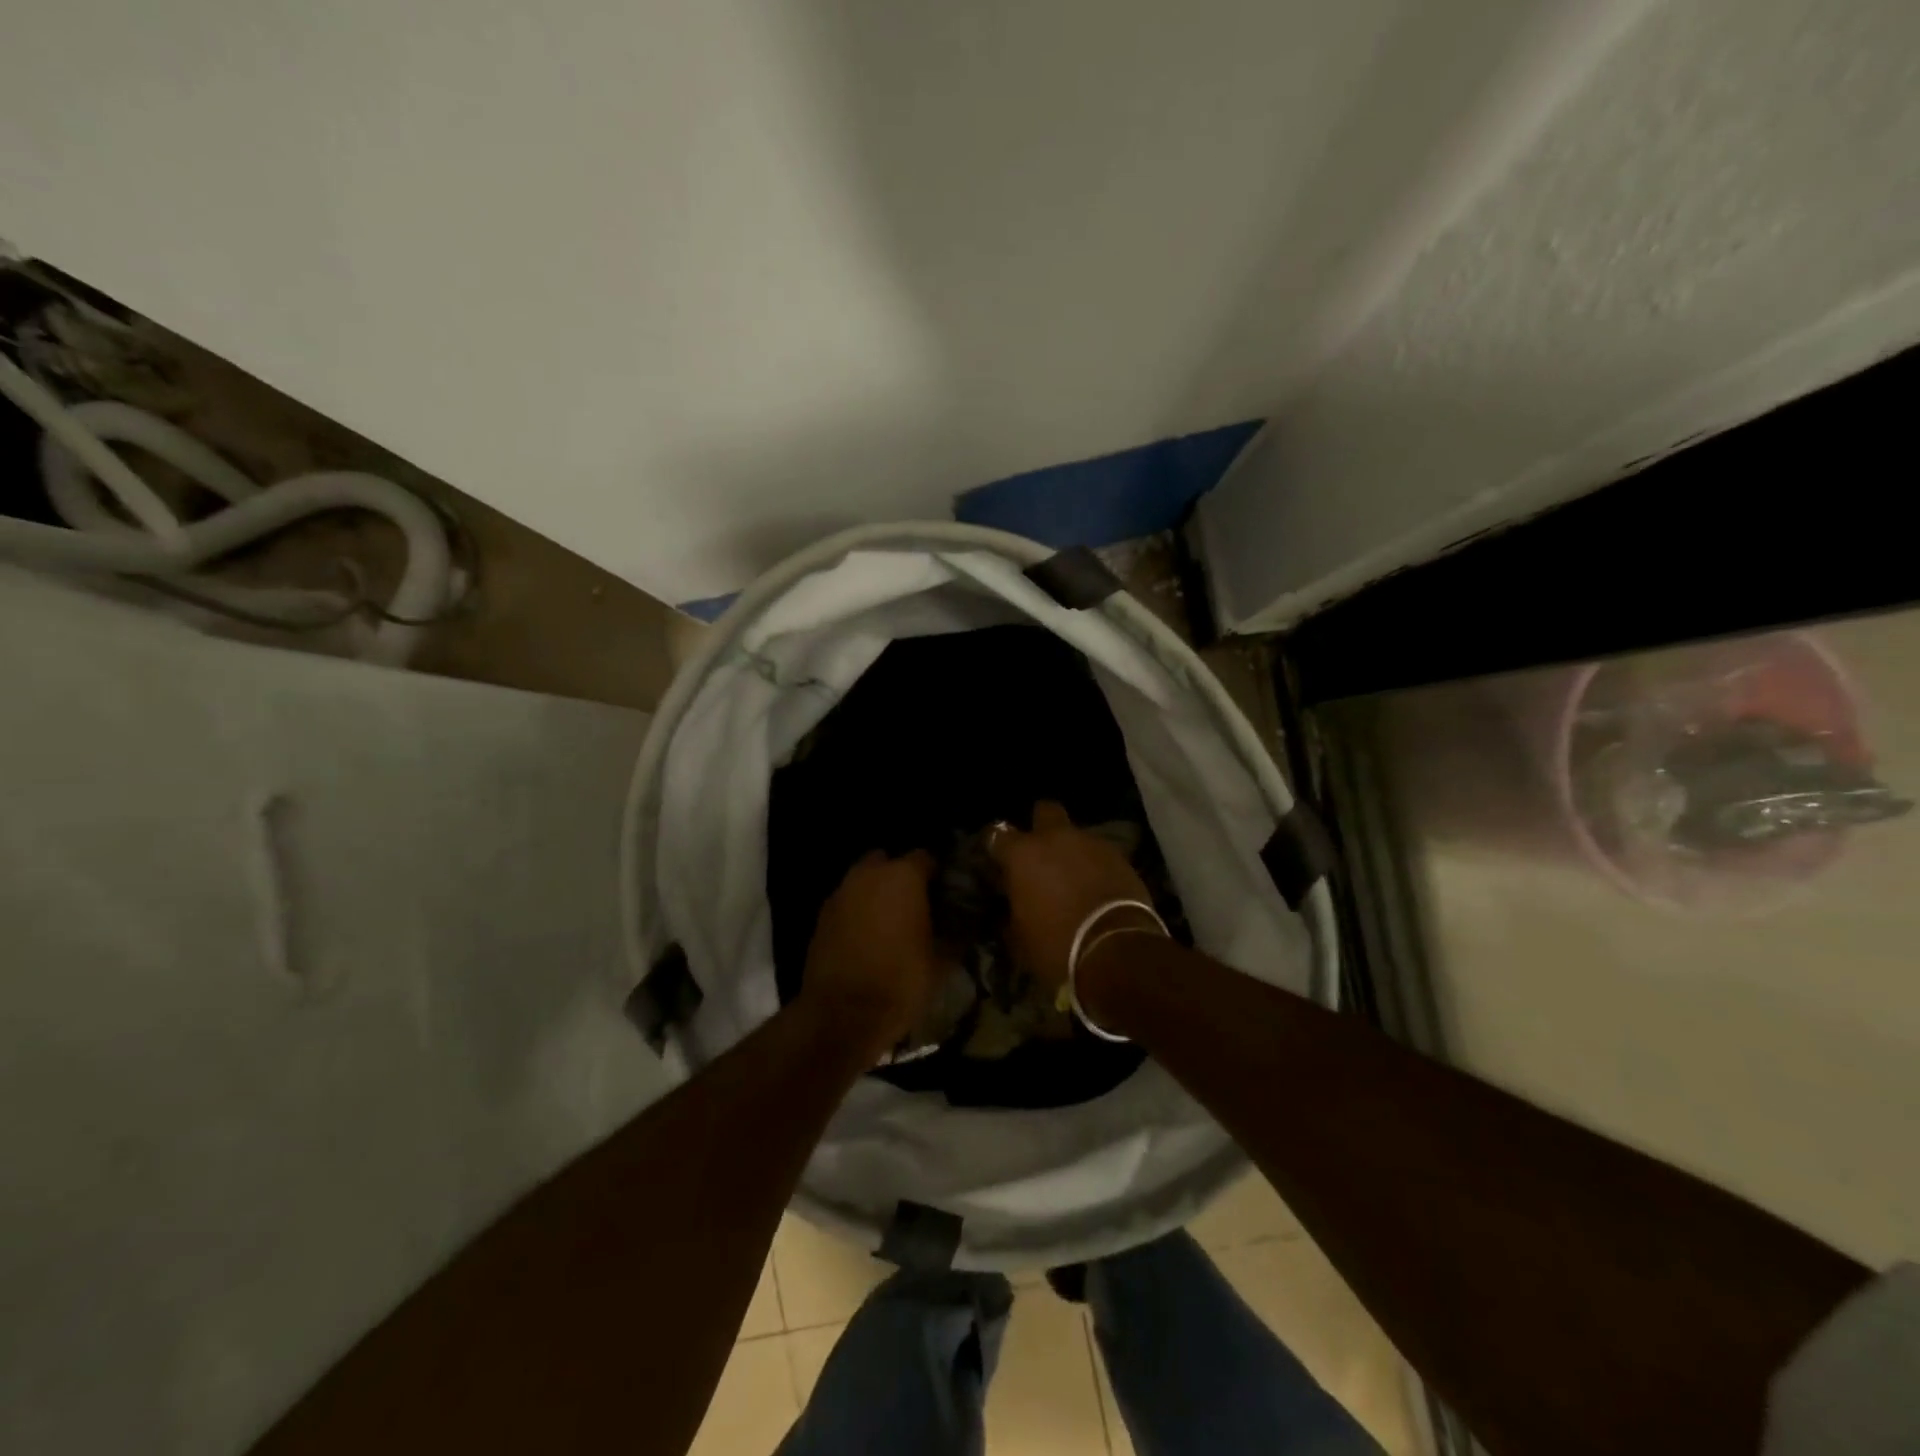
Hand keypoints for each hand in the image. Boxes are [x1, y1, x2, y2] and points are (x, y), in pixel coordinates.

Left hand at [799, 850, 941, 1061]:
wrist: (842, 1015)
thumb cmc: (900, 981)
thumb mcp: (942, 962)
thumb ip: (955, 934)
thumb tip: (964, 925)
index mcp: (903, 876)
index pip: (926, 858)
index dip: (937, 875)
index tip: (945, 895)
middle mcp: (869, 874)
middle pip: (889, 862)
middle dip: (901, 877)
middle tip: (916, 905)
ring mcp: (840, 893)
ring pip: (864, 881)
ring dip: (876, 893)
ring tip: (891, 923)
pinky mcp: (821, 916)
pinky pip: (847, 902)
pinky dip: (857, 912)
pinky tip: (867, 938)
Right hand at [988, 801, 1155, 990]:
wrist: (1117, 952)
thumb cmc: (1057, 946)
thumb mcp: (1020, 937)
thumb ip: (1013, 909)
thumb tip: (1014, 903)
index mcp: (1023, 854)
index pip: (996, 833)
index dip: (995, 846)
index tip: (997, 861)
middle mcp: (1056, 838)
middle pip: (1045, 811)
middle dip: (1041, 826)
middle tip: (1041, 854)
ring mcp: (1092, 844)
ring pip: (1076, 836)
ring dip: (1072, 851)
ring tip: (1073, 879)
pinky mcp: (1121, 857)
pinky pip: (1100, 854)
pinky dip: (1095, 867)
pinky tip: (1096, 889)